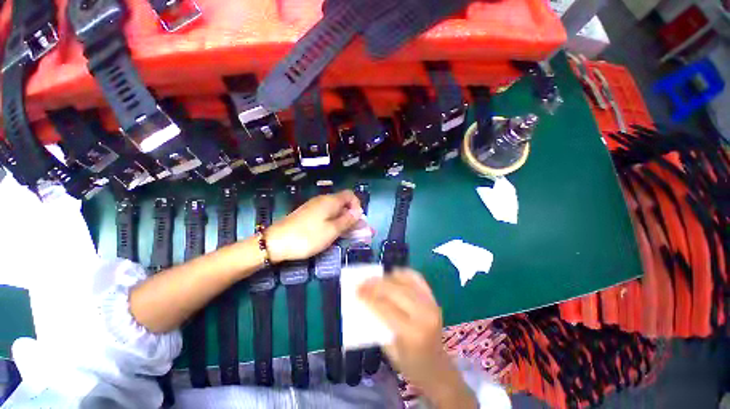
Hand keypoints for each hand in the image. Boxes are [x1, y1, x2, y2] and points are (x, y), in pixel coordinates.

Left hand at [265, 190, 361, 263]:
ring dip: (343, 220)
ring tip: (346, 234)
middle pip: (343, 203)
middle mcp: (323, 200)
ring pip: (334, 210)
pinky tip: (331, 233)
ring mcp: (313, 206)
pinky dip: (332, 222)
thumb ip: (347, 220)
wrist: (275, 242)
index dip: (357, 206)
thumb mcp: (332, 230)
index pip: (350, 195)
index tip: (357, 221)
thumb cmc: (308, 236)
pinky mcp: (307, 214)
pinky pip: (325, 215)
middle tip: (356, 232)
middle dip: (352, 216)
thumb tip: (358, 211)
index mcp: (331, 201)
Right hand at [358, 270, 477, 408]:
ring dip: (387, 277)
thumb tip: (366, 300)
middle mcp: (423, 314)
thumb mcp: (389, 349)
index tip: (357, 290)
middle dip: (375, 284)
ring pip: (405, 281)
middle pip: (394, 290)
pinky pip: (417, 278)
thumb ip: (378, 323)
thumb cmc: (410, 365)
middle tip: (362, 282)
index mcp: (412, 333)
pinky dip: (403, 273)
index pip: (385, 307)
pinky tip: (392, 274)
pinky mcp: (434, 299)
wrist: (438, 368)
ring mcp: (431, 304)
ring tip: (374, 278)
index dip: (369, 297)